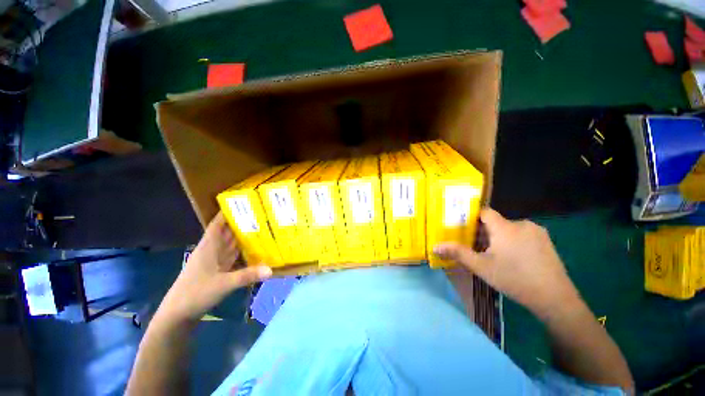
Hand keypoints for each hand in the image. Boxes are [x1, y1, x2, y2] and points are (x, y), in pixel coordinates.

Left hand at [157, 212, 271, 323]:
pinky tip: (253, 248)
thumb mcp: (223, 284)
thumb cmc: (195, 293)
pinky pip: (232, 255)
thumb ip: (247, 276)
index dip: (226, 212)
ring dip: (242, 235)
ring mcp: (214, 260)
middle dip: (240, 222)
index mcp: (209, 246)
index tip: (241, 203)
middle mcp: (212, 250)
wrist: (178, 314)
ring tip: (260, 226)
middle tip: (259, 213)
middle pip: (227, 231)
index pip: (218, 224)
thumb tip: (271, 269)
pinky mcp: (217, 270)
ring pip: (230, 243)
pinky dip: (242, 250)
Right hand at [434, 208, 580, 320]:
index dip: (473, 217)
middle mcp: (522, 224)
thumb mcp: (481, 267)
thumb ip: (458, 253)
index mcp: (505, 227)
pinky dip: (513, 242)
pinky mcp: (546, 241)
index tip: (464, 228)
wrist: (555, 299)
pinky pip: (522, 235)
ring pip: (509, 229)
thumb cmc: (514, 279)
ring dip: (499, 238)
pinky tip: (514, 259)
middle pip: (496, 222)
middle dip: (485, 232)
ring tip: (494, 256)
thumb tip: (435, 246)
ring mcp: (537, 232)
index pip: (485, 212)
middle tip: (477, 248)